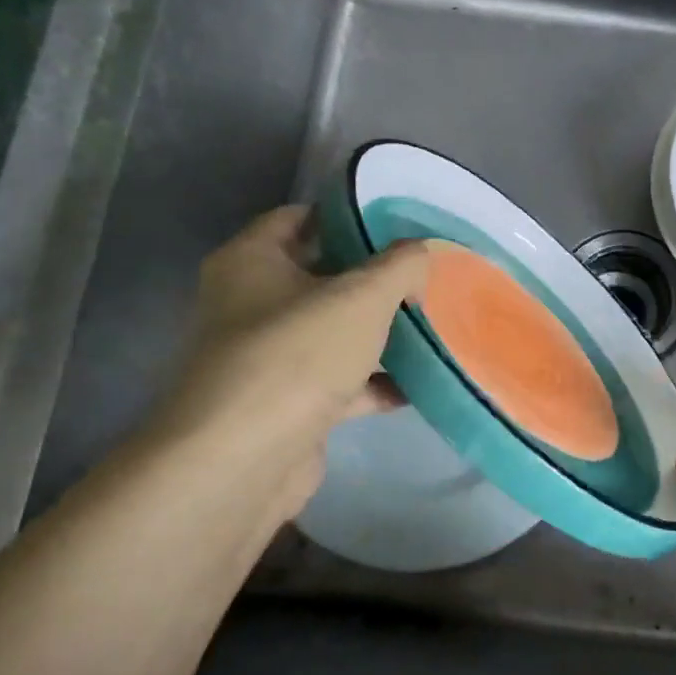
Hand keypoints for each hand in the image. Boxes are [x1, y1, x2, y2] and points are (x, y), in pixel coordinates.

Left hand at [146, 205, 430, 520]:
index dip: (346, 215)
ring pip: (331, 333)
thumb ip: (399, 265)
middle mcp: (249, 305)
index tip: (396, 223)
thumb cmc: (297, 354)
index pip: (298, 218)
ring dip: (377, 334)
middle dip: (372, 279)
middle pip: (319, 278)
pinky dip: (372, 383)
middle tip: (423, 276)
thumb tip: (420, 251)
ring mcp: (266, 359)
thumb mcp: (361, 296)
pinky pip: (337, 382)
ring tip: (430, 326)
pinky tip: (417, 384)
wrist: (245, 459)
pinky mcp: (285, 405)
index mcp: (251, 261)